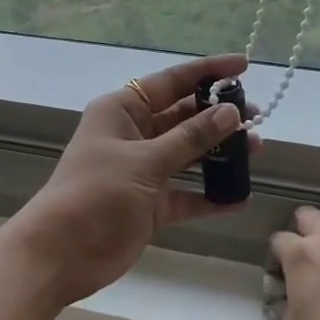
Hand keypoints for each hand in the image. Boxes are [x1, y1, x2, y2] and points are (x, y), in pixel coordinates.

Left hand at [7, 54, 259, 310]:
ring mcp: (142, 171)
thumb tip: (231, 112)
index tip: (244, 65)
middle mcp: (133, 135)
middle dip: (219, 114)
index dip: (208, 71)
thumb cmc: (97, 194)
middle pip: (183, 117)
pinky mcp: (150, 204)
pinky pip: (186, 194)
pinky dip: (210, 195)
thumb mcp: (146, 161)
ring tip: (257, 149)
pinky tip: (239, 195)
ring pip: (188, 154)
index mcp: (123, 110)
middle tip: (257, 115)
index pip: (171, 81)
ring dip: (219, 152)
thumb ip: (191, 138)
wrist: (61, 254)